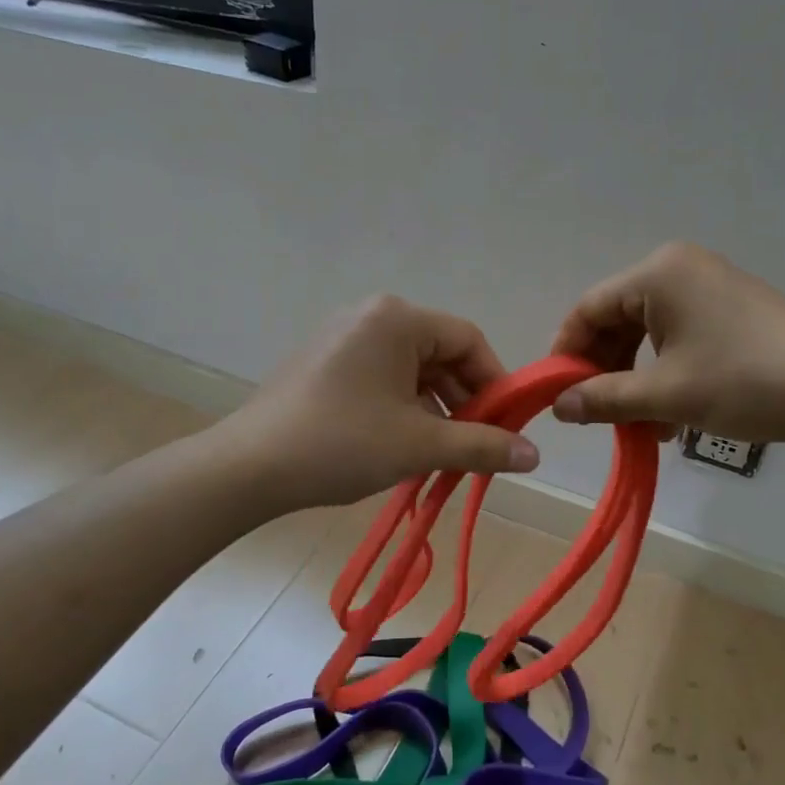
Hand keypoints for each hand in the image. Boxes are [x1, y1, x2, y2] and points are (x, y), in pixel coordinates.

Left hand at [218, 295, 539, 513]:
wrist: (248, 468)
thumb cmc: (342, 443)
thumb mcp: (420, 445)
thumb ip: (483, 446)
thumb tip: (536, 457)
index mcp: (396, 319)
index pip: (468, 340)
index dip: (496, 383)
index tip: (506, 427)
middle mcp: (370, 316)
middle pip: (439, 353)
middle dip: (464, 400)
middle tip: (476, 446)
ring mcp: (342, 337)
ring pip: (410, 369)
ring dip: (434, 408)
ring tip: (439, 453)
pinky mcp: (323, 362)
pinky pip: (380, 376)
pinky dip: (402, 407)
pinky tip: (402, 444)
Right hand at [550, 242, 784, 444]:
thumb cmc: (745, 381)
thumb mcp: (666, 395)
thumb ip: (604, 398)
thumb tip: (558, 406)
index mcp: (657, 274)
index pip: (588, 308)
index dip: (567, 352)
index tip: (557, 396)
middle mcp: (678, 269)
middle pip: (616, 319)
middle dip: (604, 370)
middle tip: (597, 415)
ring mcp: (708, 287)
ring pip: (647, 333)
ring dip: (635, 379)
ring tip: (638, 425)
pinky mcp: (730, 308)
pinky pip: (677, 337)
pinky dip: (665, 373)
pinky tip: (670, 415)